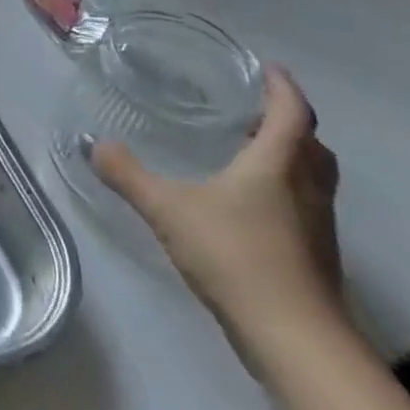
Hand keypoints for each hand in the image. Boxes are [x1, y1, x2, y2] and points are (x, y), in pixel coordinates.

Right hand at [88, 64, 347, 373]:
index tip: (268, 68)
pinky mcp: (315, 258)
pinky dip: (286, 191)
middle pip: (311, 144)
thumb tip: (92, 143)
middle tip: (256, 111)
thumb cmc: (235, 256)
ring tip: (251, 153)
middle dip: (289, 122)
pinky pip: (306, 207)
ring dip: (291, 157)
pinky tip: (250, 206)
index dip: (282, 87)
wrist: (295, 341)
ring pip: (313, 177)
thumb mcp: (167, 209)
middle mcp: (306, 189)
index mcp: (277, 165)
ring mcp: (317, 227)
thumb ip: (127, 174)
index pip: (291, 113)